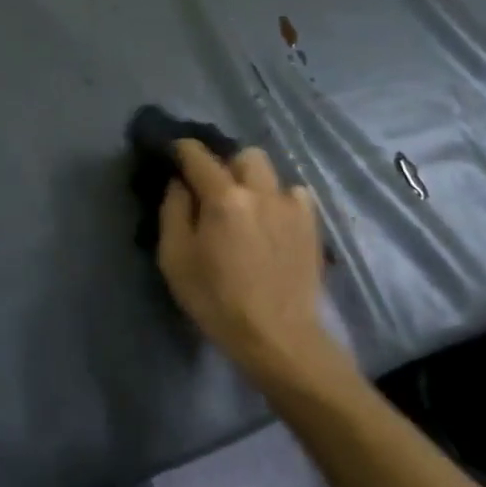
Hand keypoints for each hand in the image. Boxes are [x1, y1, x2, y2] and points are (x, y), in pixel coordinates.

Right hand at [157, 140, 352, 394]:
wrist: (278, 337)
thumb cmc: (217, 300)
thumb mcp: (175, 259)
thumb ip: (173, 211)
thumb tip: (179, 183)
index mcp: (223, 198)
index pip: (199, 156)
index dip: (183, 149)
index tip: (174, 151)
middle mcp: (260, 191)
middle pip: (243, 155)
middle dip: (226, 163)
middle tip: (213, 189)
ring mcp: (291, 206)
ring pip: (270, 172)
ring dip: (253, 180)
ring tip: (245, 206)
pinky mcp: (311, 225)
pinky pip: (294, 195)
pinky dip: (279, 200)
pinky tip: (271, 223)